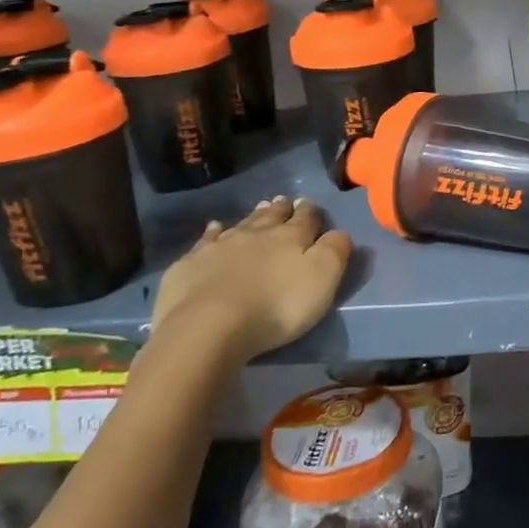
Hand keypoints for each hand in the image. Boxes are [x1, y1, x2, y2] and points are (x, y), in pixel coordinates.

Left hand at [150, 196, 351, 364]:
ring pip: (241, 224)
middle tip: (284, 201)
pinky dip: (212, 233)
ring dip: (252, 216)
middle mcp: (256, 234)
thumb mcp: (322, 279)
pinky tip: (214, 229)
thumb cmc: (276, 306)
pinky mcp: (190, 264)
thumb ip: (335, 250)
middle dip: (280, 209)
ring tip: (259, 208)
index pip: (305, 218)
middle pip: (271, 216)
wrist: (209, 326)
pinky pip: (205, 241)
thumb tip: (338, 232)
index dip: (309, 212)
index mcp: (290, 237)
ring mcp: (219, 247)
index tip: (309, 205)